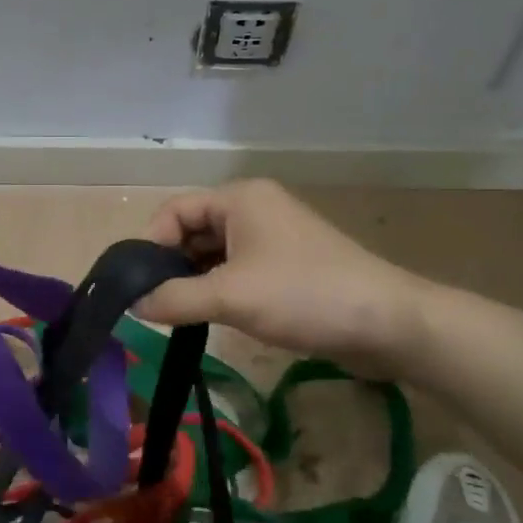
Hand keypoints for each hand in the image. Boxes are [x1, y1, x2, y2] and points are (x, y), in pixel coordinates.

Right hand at [134, 179, 431, 372]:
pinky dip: (221, 289)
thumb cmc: (304, 295)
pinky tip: (216, 317)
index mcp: (239, 198)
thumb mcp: (230, 296)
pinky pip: (239, 270)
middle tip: (158, 307)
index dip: (152, 246)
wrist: (388, 323)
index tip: (141, 288)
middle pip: (193, 231)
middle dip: (172, 266)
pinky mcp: (288, 265)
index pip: (174, 211)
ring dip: (196, 281)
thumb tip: (134, 304)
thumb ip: (175, 298)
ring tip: (183, 316)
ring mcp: (274, 237)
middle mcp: (254, 208)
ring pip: (215, 254)